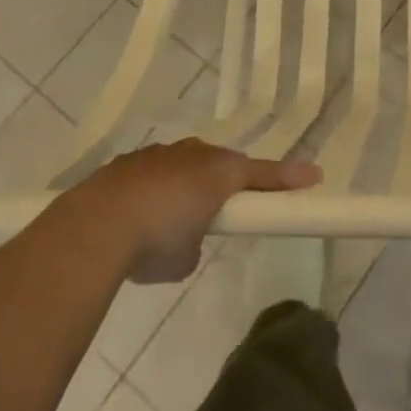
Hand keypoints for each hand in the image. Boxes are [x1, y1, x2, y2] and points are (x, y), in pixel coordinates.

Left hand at [83, 139, 320, 282]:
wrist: (95, 226)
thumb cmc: (156, 239)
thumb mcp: (188, 256)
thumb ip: (197, 241)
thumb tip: (187, 239)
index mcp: (218, 172)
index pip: (262, 174)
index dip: (288, 177)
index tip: (315, 177)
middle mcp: (192, 154)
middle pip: (221, 164)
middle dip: (226, 182)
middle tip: (225, 208)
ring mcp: (158, 155)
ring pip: (184, 164)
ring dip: (185, 186)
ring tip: (170, 220)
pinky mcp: (126, 163)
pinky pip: (152, 173)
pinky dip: (153, 191)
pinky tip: (136, 218)